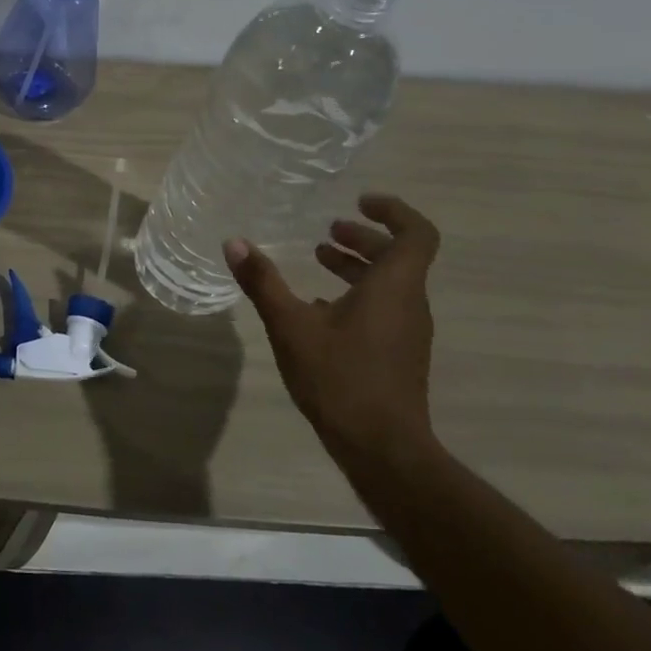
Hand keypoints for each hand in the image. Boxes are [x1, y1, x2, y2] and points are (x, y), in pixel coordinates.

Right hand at [225, 193, 439, 464]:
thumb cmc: (339, 378)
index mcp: (394, 288)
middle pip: (399, 257)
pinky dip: (357, 295)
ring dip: (358, 266)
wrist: (382, 448)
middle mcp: (409, 304)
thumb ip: (263, 282)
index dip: (393, 211)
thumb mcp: (291, 326)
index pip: (416, 234)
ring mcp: (407, 332)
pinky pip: (383, 308)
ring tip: (318, 259)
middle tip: (327, 230)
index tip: (359, 201)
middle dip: (363, 238)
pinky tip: (320, 307)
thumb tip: (234, 242)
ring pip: (390, 284)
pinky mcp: (398, 354)